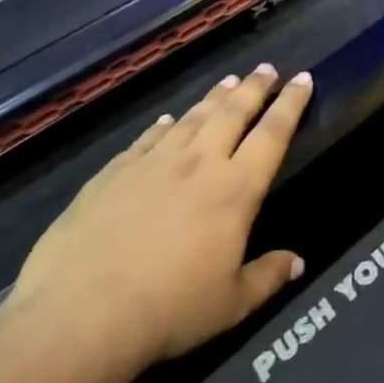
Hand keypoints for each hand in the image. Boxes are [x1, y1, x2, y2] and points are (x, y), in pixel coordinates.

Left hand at [6, 65, 310, 372]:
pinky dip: (163, 125)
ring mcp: (152, 163)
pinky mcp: (113, 173)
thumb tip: (298, 262)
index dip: (290, 105)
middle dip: (254, 88)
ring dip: (213, 98)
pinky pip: (147, 138)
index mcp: (235, 190)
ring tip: (228, 81)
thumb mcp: (232, 304)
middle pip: (232, 113)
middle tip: (267, 68)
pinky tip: (167, 120)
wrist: (81, 313)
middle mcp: (198, 164)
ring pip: (191, 118)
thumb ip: (267, 277)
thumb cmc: (170, 311)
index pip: (272, 135)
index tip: (302, 79)